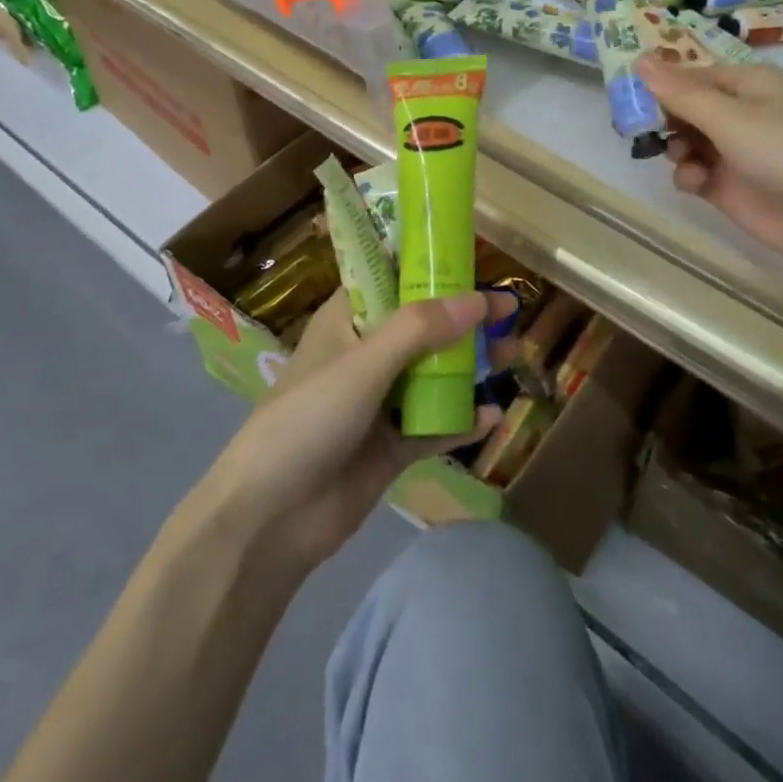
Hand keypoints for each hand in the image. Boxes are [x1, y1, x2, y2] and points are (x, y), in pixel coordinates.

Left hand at [205, 288, 512, 573]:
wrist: (269, 520)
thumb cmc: (307, 420)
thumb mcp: (362, 365)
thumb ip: (419, 329)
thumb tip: (478, 300)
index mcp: (346, 322)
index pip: (390, 280)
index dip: (429, 268)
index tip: (472, 261)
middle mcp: (365, 355)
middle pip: (423, 327)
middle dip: (465, 320)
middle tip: (510, 314)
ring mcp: (379, 402)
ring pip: (434, 374)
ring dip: (471, 366)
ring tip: (513, 356)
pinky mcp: (391, 446)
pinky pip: (435, 425)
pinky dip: (462, 420)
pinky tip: (493, 415)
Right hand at [639, 52, 782, 285]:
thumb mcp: (731, 117)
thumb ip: (681, 93)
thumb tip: (639, 59)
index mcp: (749, 84)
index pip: (693, 76)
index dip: (661, 84)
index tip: (627, 96)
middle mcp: (742, 114)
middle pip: (686, 109)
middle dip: (663, 118)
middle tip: (636, 129)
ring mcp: (736, 153)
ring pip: (686, 142)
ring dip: (675, 148)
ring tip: (680, 158)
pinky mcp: (731, 189)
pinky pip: (695, 173)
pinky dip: (689, 175)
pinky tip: (695, 183)